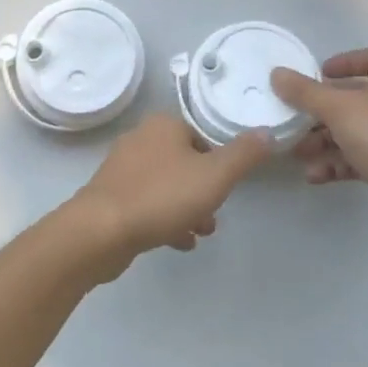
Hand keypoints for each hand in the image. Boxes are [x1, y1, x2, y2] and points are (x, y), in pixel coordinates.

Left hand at [65, 115, 271, 274]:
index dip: (218, 160)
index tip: (226, 185)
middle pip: (183, 160)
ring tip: (201, 232)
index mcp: (163, 125)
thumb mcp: (215, 175)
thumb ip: (244, 154)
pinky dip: (165, 219)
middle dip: (203, 188)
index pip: (200, 134)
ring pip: (166, 184)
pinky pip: (147, 203)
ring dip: (187, 206)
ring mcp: (122, 168)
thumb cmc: (162, 196)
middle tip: (215, 213)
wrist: (101, 231)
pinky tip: (179, 241)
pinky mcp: (111, 196)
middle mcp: (140, 139)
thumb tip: (266, 132)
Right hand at [271, 48, 367, 253]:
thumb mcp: (340, 110)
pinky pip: (358, 159)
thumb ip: (305, 93)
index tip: (318, 73)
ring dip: (323, 141)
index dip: (345, 61)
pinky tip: (315, 176)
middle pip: (354, 98)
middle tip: (294, 119)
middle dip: (321, 110)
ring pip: (353, 132)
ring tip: (298, 153)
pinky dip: (336, 164)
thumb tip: (277, 73)